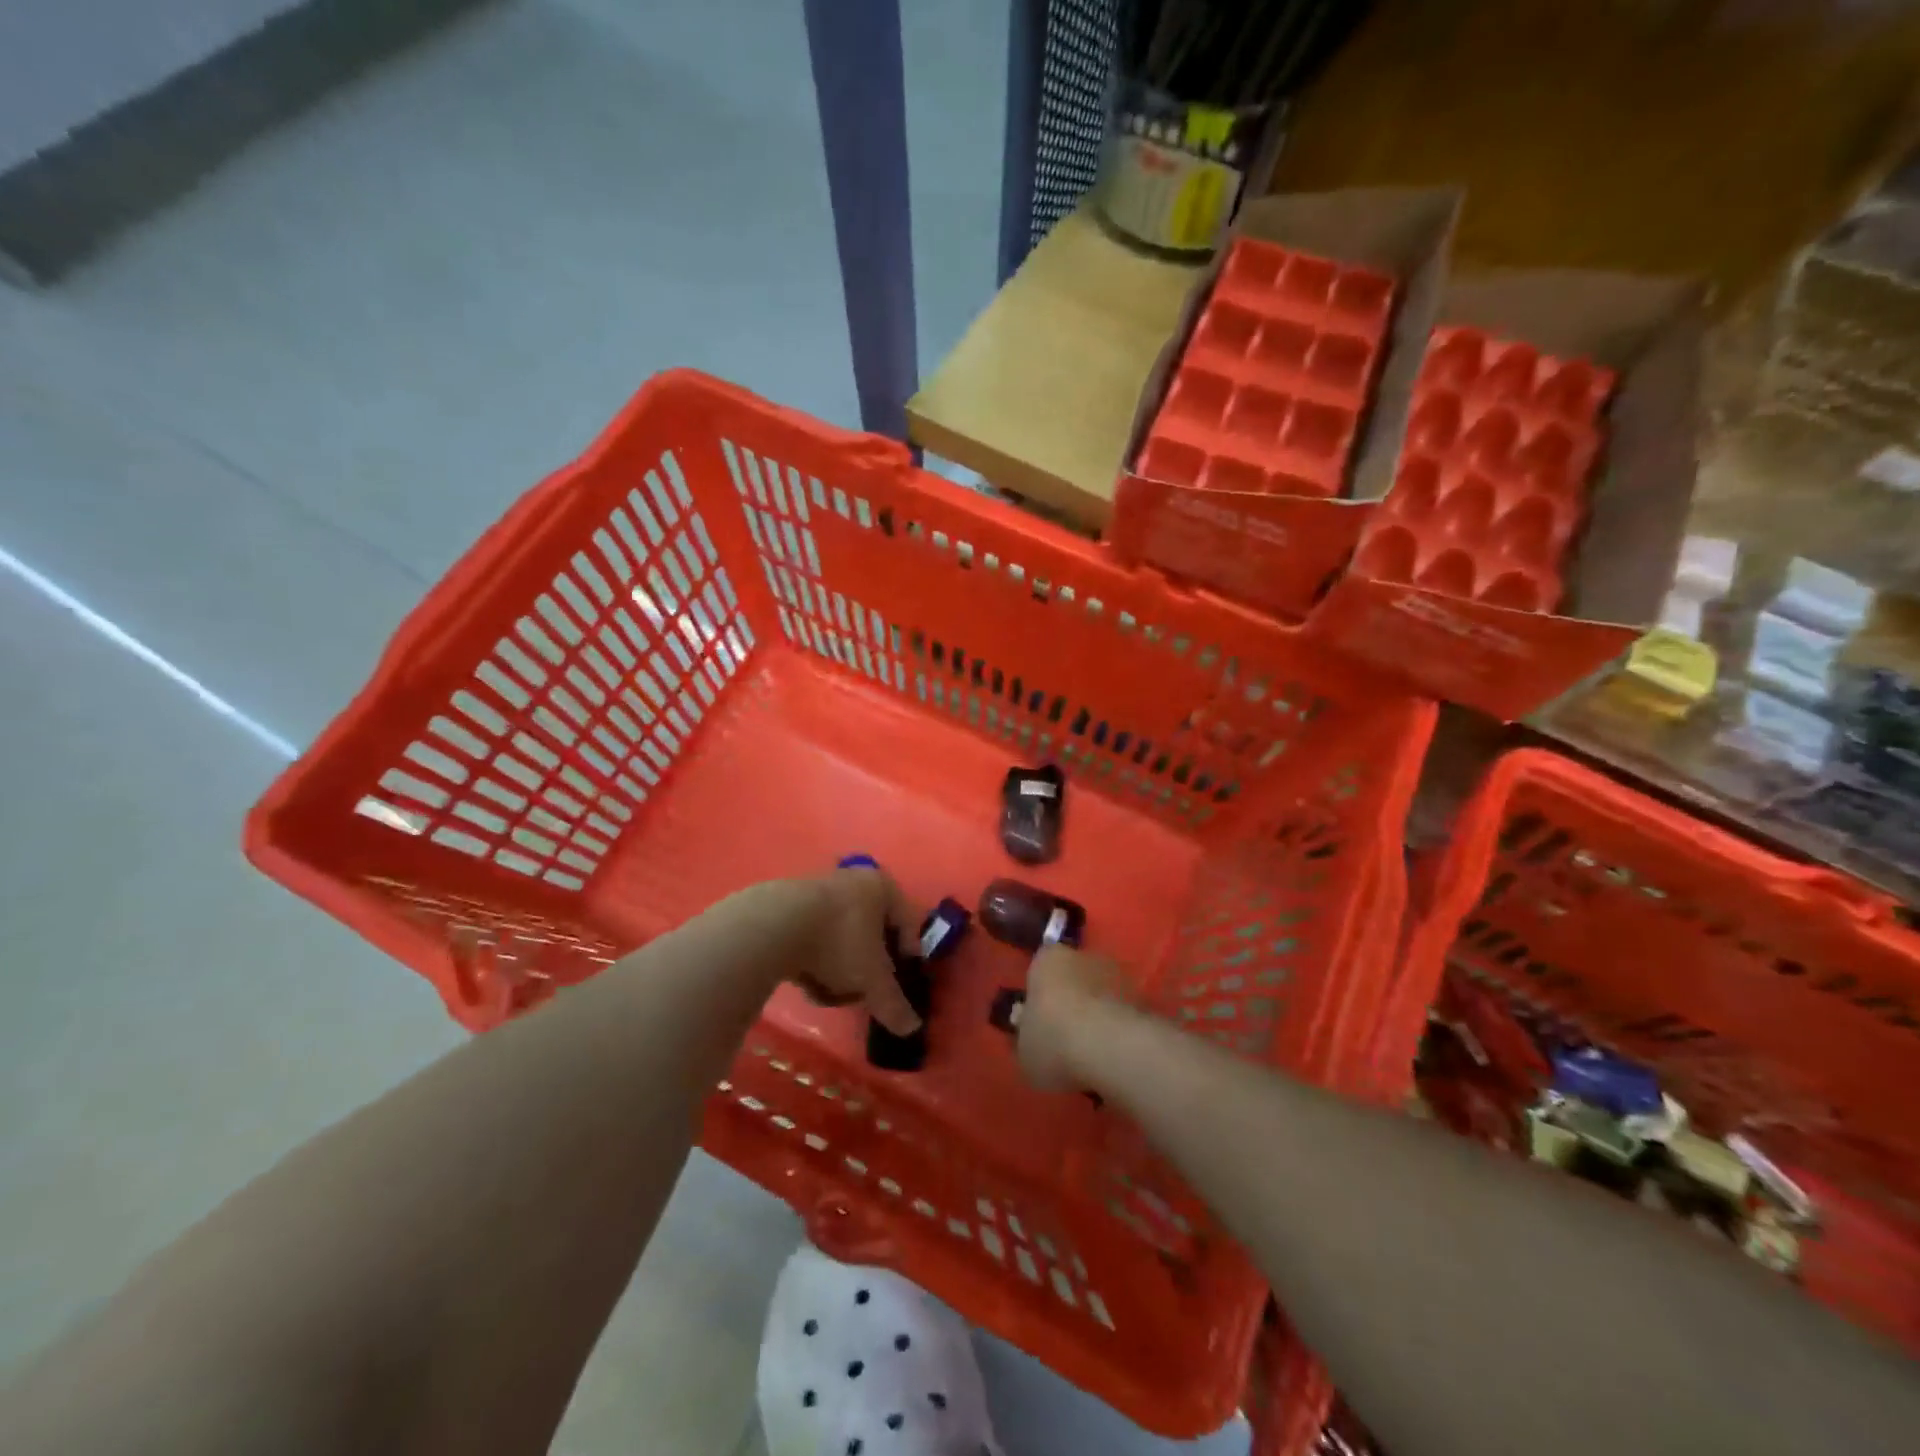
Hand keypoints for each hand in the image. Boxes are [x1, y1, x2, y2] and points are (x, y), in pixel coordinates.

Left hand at [777, 865, 921, 1036]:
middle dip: (866, 966)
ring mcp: (817, 889)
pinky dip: (813, 960)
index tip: (898, 985)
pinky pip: (813, 937)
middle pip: (870, 931)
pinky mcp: (787, 904)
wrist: (772, 927)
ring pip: (840, 937)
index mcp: (882, 887)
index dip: (906, 958)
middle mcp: (853, 880)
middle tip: (863, 990)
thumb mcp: (872, 979)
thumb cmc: (838, 942)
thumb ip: (893, 1004)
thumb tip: (911, 1028)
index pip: (906, 924)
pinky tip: (806, 982)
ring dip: (838, 967)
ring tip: (829, 992)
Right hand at [1017, 945, 1134, 1092]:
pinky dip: (1118, 1028)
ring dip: (1098, 1013)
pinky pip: (1122, 1011)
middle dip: (1071, 999)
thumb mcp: (1024, 1049)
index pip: (1039, 968)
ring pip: (1101, 992)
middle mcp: (1082, 955)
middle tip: (1066, 1035)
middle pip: (1073, 976)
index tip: (1039, 1021)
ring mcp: (1117, 973)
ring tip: (1093, 1050)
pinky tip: (1113, 1055)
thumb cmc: (1053, 1039)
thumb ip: (1026, 1037)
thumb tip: (1029, 1036)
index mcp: (1046, 959)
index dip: (1040, 995)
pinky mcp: (1143, 996)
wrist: (1110, 1046)